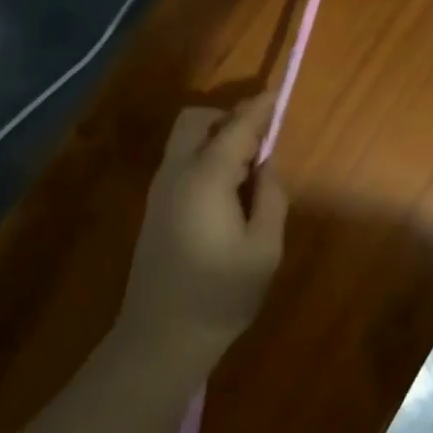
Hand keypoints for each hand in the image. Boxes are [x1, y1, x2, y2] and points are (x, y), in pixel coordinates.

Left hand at [120, 97, 289, 362]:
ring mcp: (159, 188)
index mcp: (206, 178)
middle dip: (228, 117)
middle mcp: (176, 172)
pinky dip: (204, 155)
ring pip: (185, 139)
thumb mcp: (264, 249)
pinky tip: (226, 187)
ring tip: (248, 167)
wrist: (161, 337)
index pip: (235, 127)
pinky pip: (180, 160)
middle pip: (196, 120)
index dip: (259, 108)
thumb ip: (271, 197)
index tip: (278, 95)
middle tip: (261, 140)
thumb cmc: (221, 295)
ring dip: (215, 136)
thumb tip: (266, 164)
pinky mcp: (154, 206)